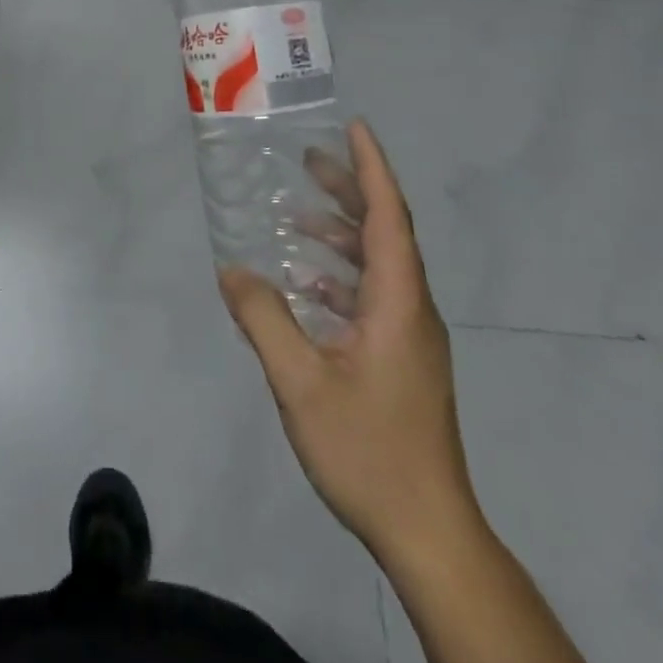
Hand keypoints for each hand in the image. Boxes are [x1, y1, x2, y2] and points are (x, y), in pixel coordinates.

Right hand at [219, 121, 478, 562]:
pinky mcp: (402, 362)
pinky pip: (371, 299)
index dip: (372, 169)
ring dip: (341, 235)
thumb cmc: (369, 451)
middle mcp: (411, 310)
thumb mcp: (301, 383)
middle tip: (309, 160)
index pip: (389, 218)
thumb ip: (264, 320)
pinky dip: (339, 279)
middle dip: (350, 191)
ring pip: (378, 267)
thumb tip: (232, 269)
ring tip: (296, 219)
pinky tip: (305, 289)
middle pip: (386, 234)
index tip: (355, 127)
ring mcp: (410, 338)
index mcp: (398, 304)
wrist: (430, 535)